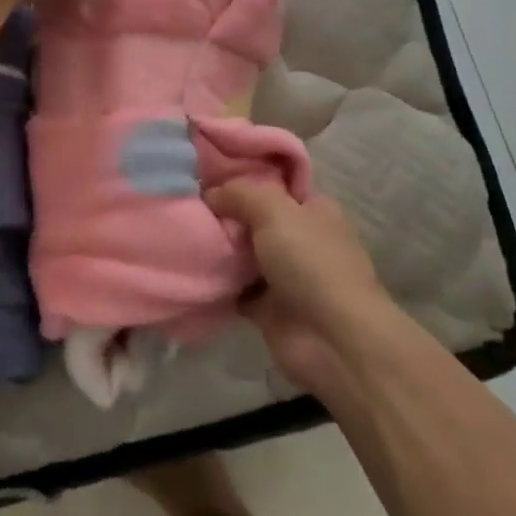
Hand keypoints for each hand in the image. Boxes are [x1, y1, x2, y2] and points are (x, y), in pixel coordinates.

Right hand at [206, 179, 392, 399]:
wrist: (333, 339)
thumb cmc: (311, 262)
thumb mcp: (274, 210)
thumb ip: (239, 193)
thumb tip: (209, 194)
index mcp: (312, 209)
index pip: (273, 184)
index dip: (241, 178)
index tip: (204, 176)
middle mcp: (300, 238)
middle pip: (254, 218)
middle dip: (224, 213)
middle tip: (187, 205)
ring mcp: (285, 274)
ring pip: (243, 253)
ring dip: (219, 248)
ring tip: (181, 233)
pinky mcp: (269, 307)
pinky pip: (235, 287)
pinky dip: (217, 282)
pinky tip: (191, 267)